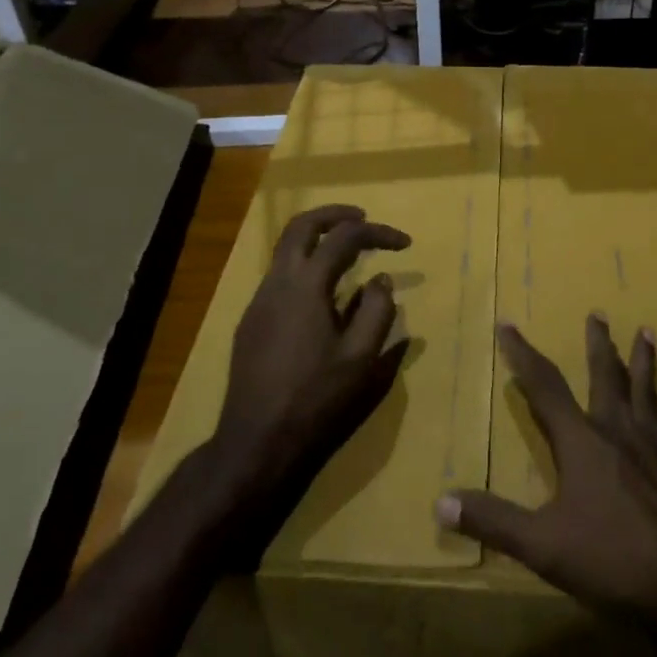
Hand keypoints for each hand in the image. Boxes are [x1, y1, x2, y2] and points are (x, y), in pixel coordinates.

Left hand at [203, 205, 411, 560]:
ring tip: (348, 255)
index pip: (345, 238)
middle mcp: (277, 282)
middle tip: (363, 219)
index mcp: (306, 285)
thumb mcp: (361, 358)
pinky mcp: (251, 321)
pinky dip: (304, 266)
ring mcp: (258, 300)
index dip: (378, 233)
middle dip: (335, 215)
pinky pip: (280, 276)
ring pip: (286, 249)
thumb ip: (377, 311)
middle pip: (302, 225)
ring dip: (317, 240)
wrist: (256, 441)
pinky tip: (323, 297)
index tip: (405, 244)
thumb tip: (380, 279)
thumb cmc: (315, 398)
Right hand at [437, 316, 656, 634]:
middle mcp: (617, 431)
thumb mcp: (541, 545)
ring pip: (646, 392)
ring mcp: (655, 446)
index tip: (509, 324)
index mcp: (581, 441)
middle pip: (604, 376)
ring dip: (644, 361)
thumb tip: (440, 502)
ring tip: (647, 331)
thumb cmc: (609, 561)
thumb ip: (492, 521)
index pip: (544, 386)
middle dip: (597, 344)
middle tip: (598, 313)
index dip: (523, 354)